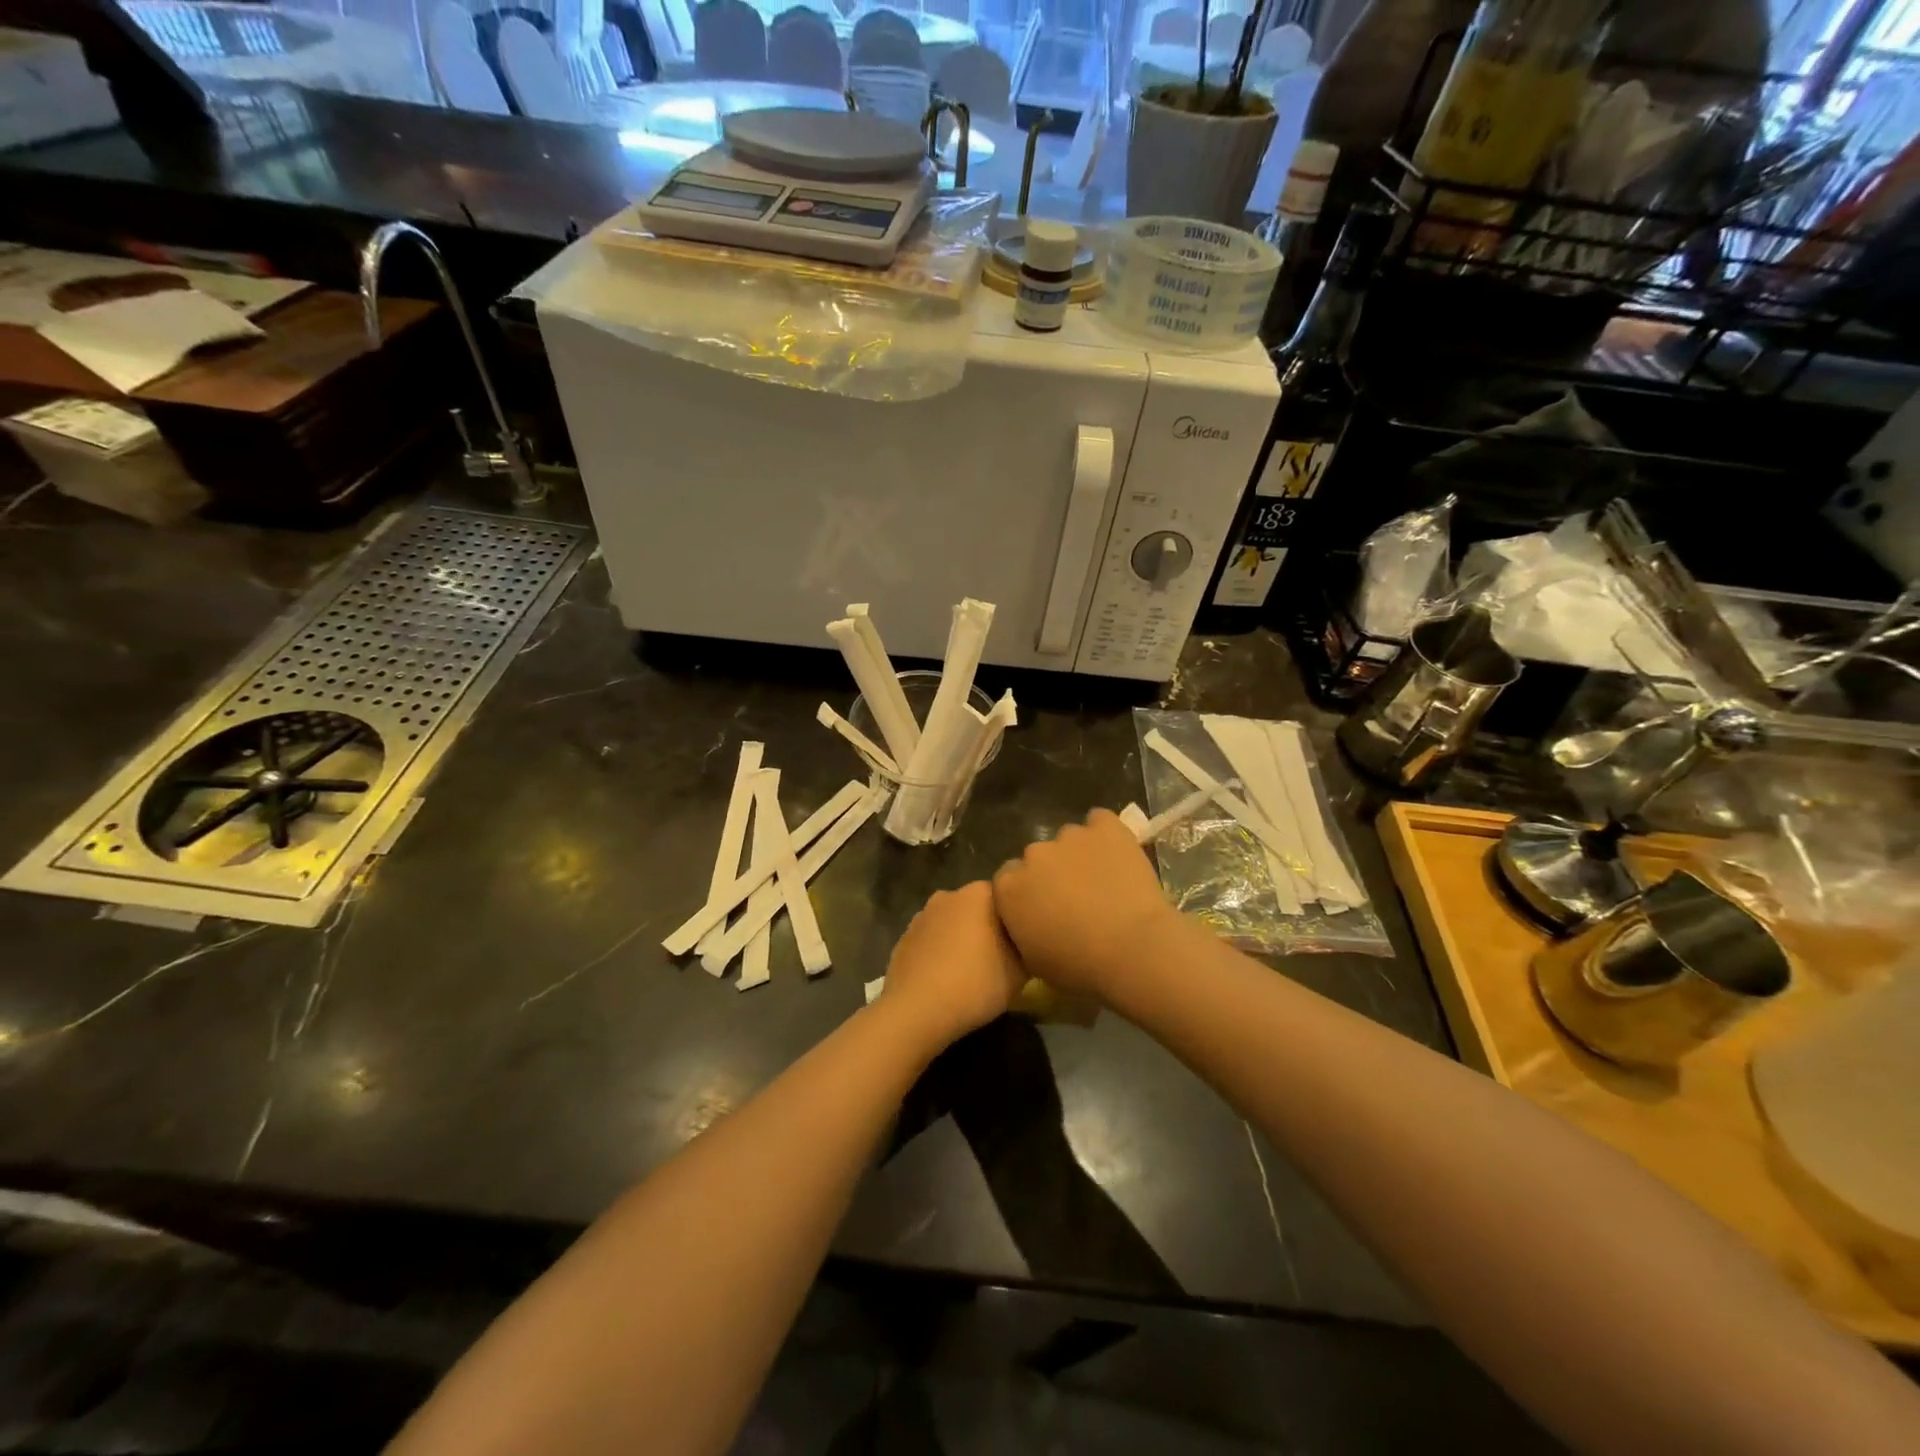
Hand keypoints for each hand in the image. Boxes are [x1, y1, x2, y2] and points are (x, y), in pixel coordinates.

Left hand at [877, 882, 1026, 1049]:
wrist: (917, 1010)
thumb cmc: (975, 984)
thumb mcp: (1020, 972)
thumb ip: (1027, 949)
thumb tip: (1026, 943)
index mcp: (978, 894)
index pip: (1006, 896)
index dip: (1015, 919)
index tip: (1021, 942)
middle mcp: (948, 895)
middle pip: (976, 908)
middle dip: (987, 927)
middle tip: (1000, 957)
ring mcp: (922, 915)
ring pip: (951, 923)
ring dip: (961, 939)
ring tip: (971, 971)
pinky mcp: (904, 938)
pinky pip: (931, 941)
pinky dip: (940, 952)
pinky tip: (945, 978)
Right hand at [992, 809, 1185, 1000]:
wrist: (1133, 950)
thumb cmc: (1079, 967)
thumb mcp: (1033, 961)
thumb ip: (1022, 929)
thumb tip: (1030, 919)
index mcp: (1008, 887)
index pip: (1009, 880)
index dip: (1028, 894)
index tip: (1045, 910)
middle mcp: (1032, 854)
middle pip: (1038, 858)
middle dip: (1052, 873)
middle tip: (1076, 899)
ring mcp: (1069, 836)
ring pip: (1069, 840)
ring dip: (1079, 855)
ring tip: (1104, 881)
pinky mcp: (1104, 827)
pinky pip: (1100, 822)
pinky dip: (1105, 835)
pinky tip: (1117, 855)